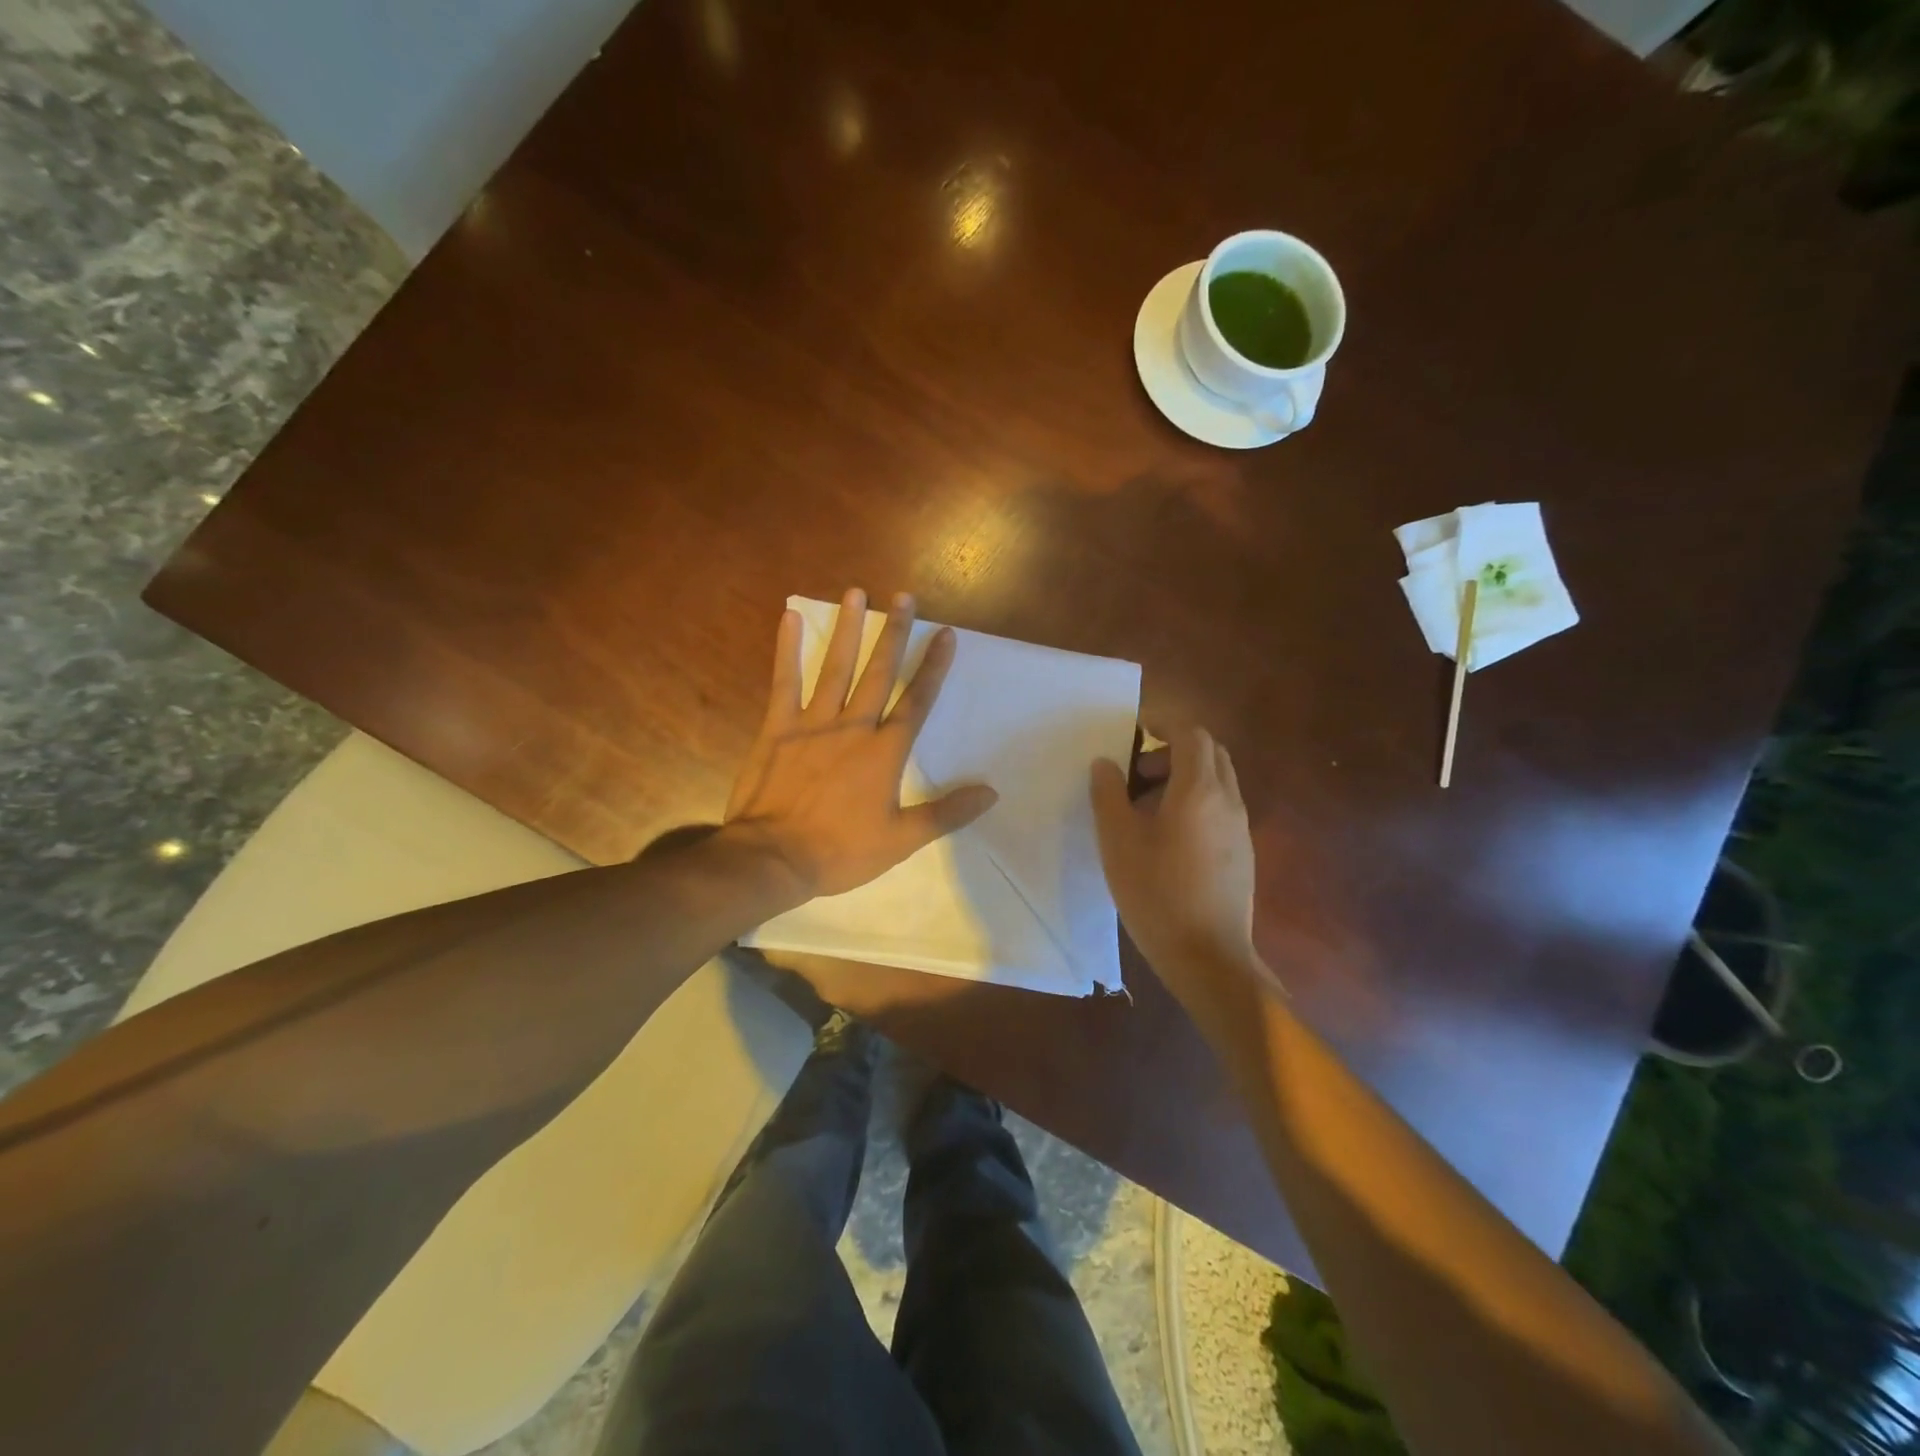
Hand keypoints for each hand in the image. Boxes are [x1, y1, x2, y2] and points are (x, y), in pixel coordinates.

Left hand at [725, 588, 998, 899]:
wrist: (773, 858)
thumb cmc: (840, 851)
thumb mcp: (901, 840)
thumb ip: (946, 813)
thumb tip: (991, 793)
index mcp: (885, 752)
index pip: (916, 701)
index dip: (933, 667)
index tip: (946, 634)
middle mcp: (853, 727)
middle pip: (879, 672)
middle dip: (894, 633)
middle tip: (904, 597)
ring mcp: (813, 724)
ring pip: (835, 668)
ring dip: (848, 629)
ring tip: (856, 593)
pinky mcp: (778, 728)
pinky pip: (784, 681)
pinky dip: (787, 649)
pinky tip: (789, 617)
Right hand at [1090, 726, 1261, 1005]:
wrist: (1208, 957)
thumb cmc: (1157, 893)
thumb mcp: (1117, 841)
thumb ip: (1108, 794)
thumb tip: (1106, 763)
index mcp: (1199, 790)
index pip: (1191, 733)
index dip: (1164, 723)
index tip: (1137, 729)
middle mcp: (1228, 800)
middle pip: (1210, 753)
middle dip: (1174, 750)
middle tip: (1138, 772)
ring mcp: (1240, 828)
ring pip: (1217, 781)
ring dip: (1184, 777)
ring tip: (1145, 807)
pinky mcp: (1242, 853)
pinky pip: (1220, 808)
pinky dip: (1195, 802)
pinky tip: (1167, 838)